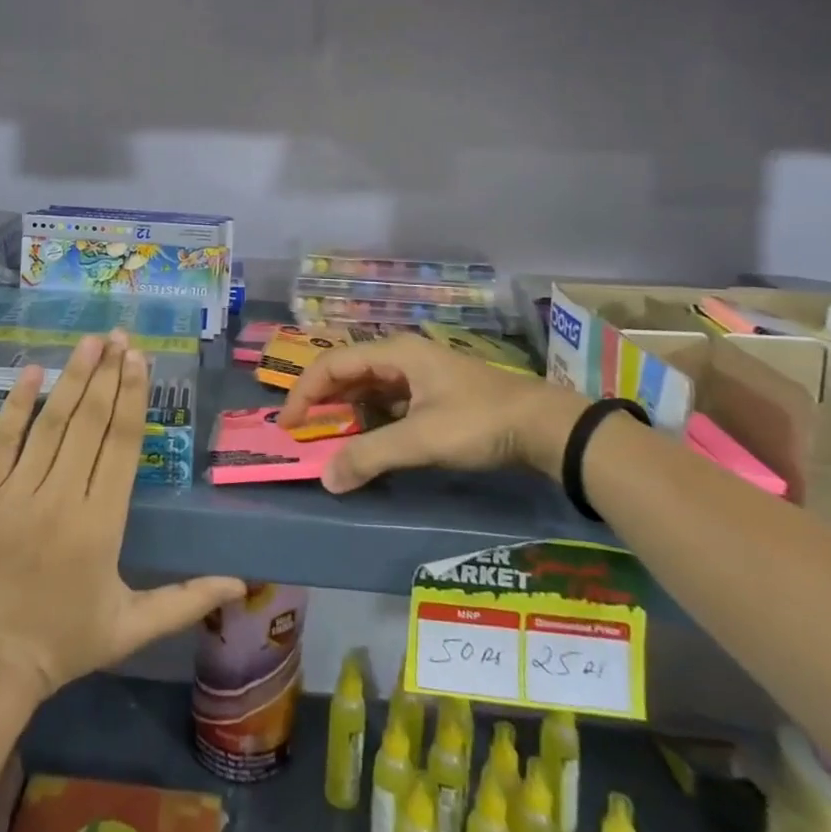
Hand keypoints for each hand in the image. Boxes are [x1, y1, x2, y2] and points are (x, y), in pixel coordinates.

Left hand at [0, 332, 244, 702]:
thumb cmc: (64, 643)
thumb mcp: (132, 627)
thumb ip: (186, 599)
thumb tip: (241, 583)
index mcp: (102, 524)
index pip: (121, 444)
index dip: (132, 396)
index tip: (139, 358)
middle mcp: (62, 498)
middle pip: (90, 422)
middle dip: (107, 374)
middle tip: (120, 335)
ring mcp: (17, 494)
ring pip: (51, 423)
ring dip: (73, 377)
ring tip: (90, 341)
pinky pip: (2, 441)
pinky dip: (17, 404)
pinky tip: (33, 372)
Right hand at [279, 335, 590, 491]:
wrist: (543, 426)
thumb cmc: (478, 422)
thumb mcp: (421, 440)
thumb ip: (370, 456)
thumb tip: (326, 478)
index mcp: (394, 353)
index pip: (332, 365)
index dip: (304, 392)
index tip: (287, 425)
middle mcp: (401, 356)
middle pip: (347, 372)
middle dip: (321, 401)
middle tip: (301, 432)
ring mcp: (418, 374)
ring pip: (367, 387)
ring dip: (345, 411)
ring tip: (327, 439)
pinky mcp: (433, 393)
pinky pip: (387, 401)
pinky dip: (369, 419)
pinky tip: (367, 441)